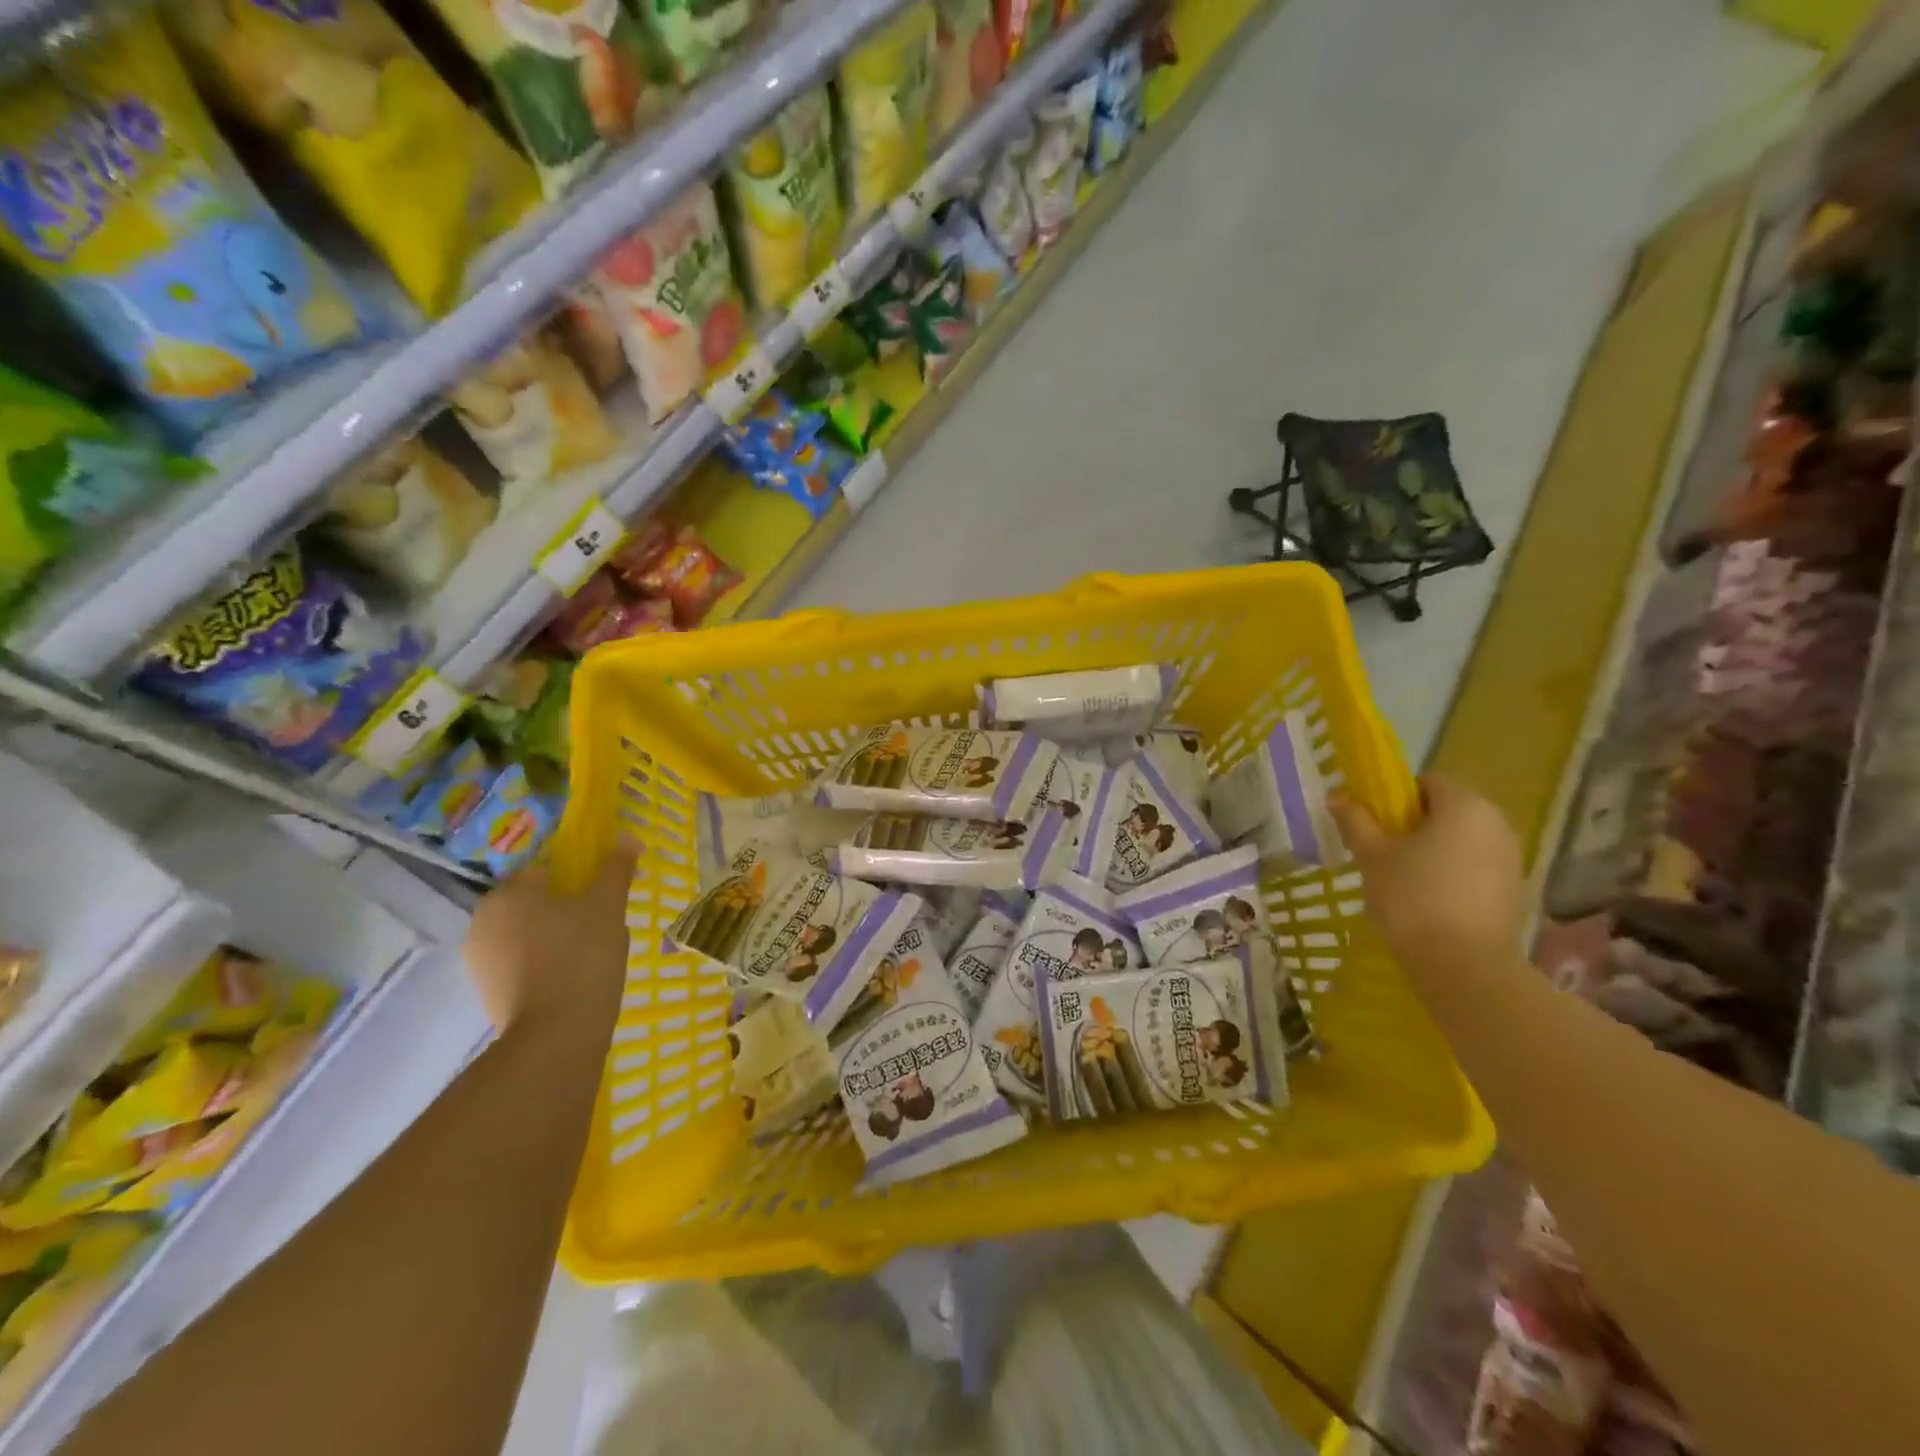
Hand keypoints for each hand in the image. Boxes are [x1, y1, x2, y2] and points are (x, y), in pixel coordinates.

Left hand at [463, 845, 635, 1033]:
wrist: (556, 1035)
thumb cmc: (582, 957)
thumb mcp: (608, 906)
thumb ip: (615, 869)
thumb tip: (627, 836)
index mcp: (508, 893)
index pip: (545, 871)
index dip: (578, 880)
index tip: (603, 898)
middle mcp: (482, 921)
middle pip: (534, 902)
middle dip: (564, 909)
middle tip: (601, 925)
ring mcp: (479, 960)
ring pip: (527, 934)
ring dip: (554, 937)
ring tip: (590, 954)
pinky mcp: (487, 992)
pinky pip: (521, 963)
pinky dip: (543, 964)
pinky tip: (572, 978)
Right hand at [1329, 776, 1525, 975]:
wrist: (1463, 965)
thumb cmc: (1412, 897)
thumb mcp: (1372, 855)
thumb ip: (1355, 820)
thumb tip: (1337, 796)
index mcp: (1465, 805)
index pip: (1427, 782)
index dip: (1395, 797)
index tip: (1374, 823)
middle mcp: (1497, 824)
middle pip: (1447, 810)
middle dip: (1414, 825)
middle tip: (1382, 852)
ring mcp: (1511, 859)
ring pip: (1462, 840)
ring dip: (1434, 851)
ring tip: (1403, 879)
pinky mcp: (1514, 891)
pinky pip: (1475, 868)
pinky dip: (1452, 874)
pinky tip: (1429, 901)